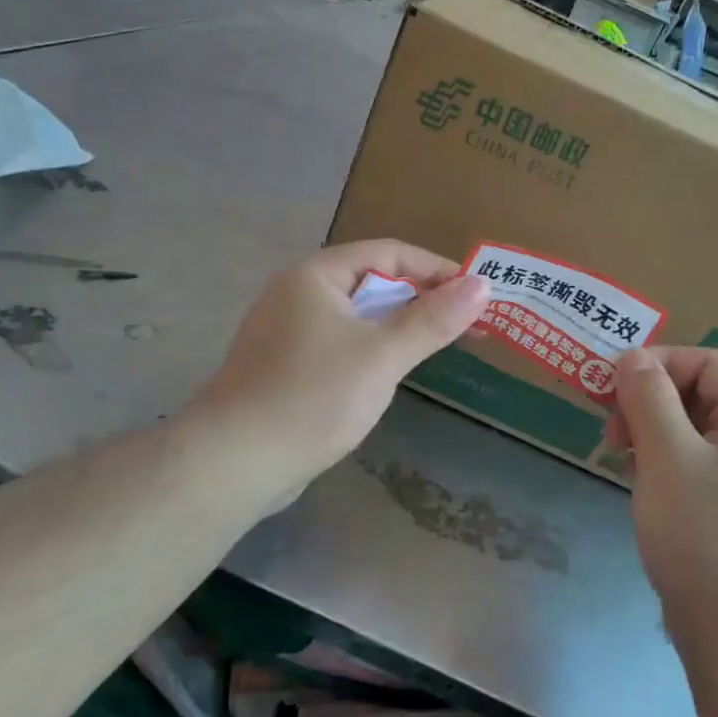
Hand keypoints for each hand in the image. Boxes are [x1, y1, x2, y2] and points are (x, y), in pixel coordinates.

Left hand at [194, 241, 489, 507]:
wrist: (234, 463)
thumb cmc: (312, 397)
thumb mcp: (382, 355)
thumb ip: (433, 319)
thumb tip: (482, 285)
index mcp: (316, 276)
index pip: (389, 253)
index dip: (436, 269)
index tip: (476, 293)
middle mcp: (298, 294)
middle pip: (372, 282)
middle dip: (421, 299)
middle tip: (466, 323)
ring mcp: (288, 332)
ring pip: (357, 317)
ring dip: (398, 326)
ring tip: (437, 346)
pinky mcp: (286, 367)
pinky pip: (341, 344)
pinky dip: (372, 349)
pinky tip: (391, 373)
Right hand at [608, 347, 717, 623]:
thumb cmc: (704, 536)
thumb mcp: (667, 457)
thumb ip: (648, 398)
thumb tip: (633, 356)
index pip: (705, 361)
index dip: (656, 364)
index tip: (610, 391)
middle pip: (701, 392)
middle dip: (650, 401)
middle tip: (612, 434)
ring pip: (695, 430)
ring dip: (653, 433)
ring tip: (623, 462)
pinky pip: (698, 463)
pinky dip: (666, 463)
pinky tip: (644, 488)